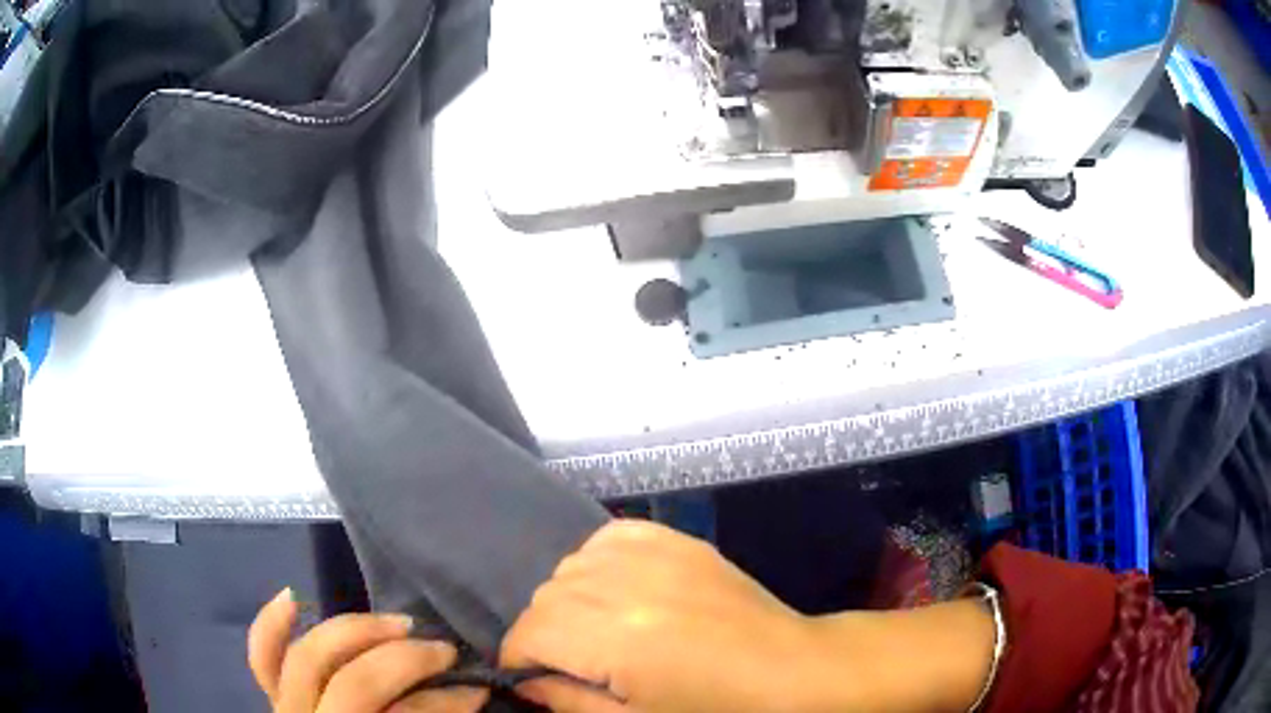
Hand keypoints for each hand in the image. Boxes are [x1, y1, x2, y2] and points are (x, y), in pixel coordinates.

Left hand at [248, 589, 488, 712]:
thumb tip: (468, 692)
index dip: (444, 703)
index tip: (480, 690)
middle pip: (354, 683)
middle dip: (404, 660)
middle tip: (444, 650)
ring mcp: (286, 710)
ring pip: (308, 657)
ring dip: (355, 631)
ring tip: (397, 623)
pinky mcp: (274, 699)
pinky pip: (262, 658)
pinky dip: (272, 625)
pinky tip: (294, 597)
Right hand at [501, 519, 996, 712]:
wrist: (787, 668)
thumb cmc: (713, 707)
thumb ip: (567, 701)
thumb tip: (525, 681)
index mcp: (612, 636)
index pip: (528, 633)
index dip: (517, 659)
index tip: (528, 676)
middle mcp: (624, 583)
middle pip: (544, 598)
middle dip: (543, 633)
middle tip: (570, 661)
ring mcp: (653, 553)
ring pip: (569, 567)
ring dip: (569, 600)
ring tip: (598, 628)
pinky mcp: (675, 540)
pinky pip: (608, 538)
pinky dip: (598, 563)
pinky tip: (619, 590)